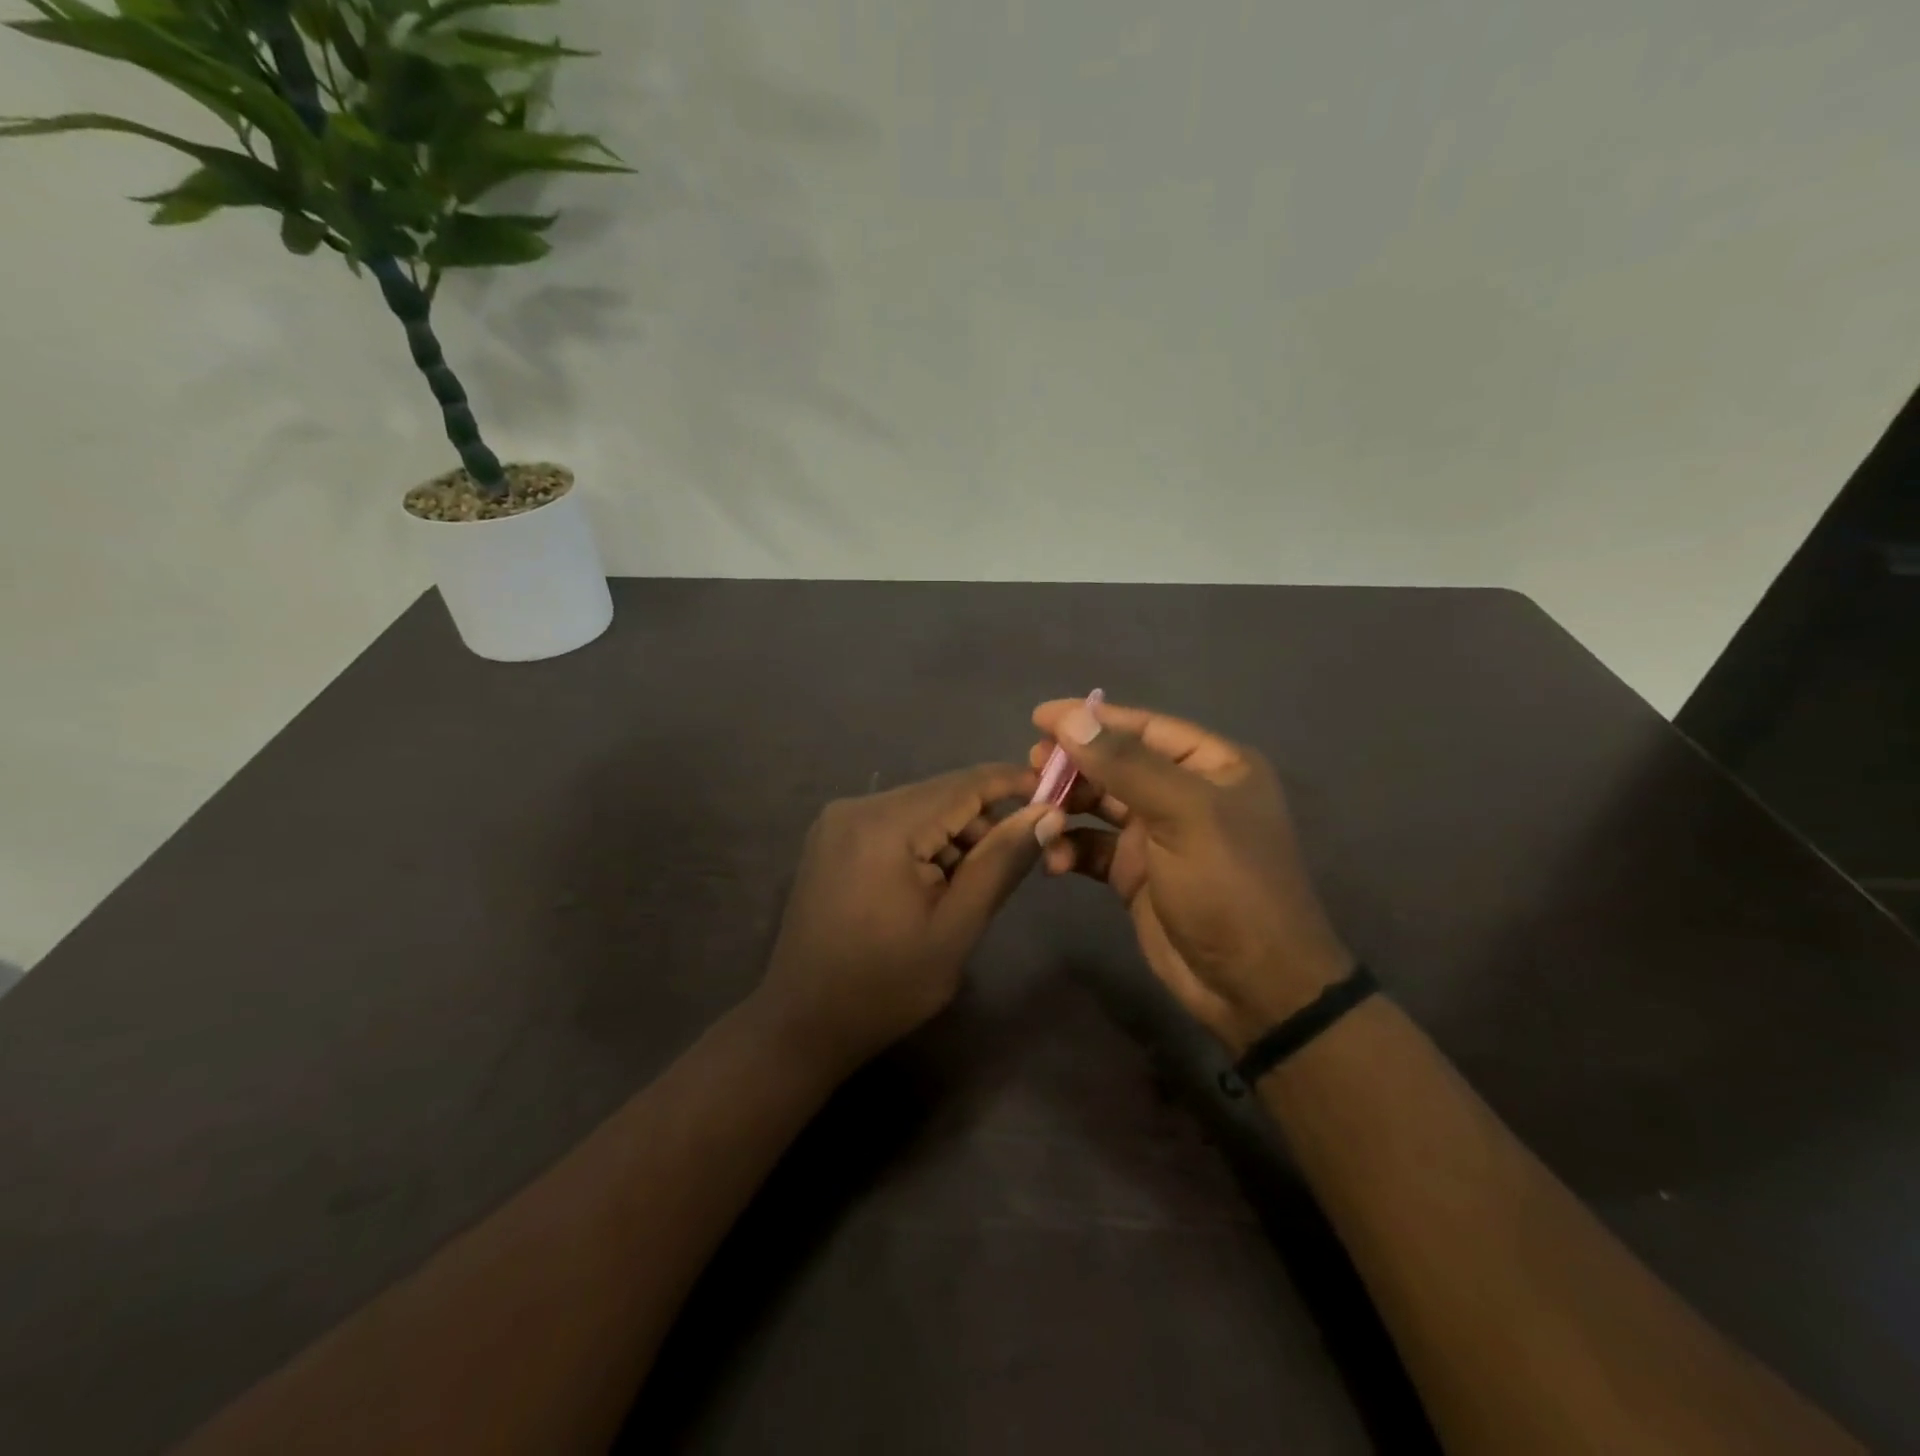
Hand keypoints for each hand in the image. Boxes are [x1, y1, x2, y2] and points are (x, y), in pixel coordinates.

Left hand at [756, 764, 1050, 1077]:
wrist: (802, 1023)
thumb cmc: (886, 985)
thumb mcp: (956, 927)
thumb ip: (1002, 862)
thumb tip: (1048, 813)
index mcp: (885, 825)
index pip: (965, 784)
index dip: (1014, 783)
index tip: (1057, 795)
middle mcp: (856, 806)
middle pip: (940, 795)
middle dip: (981, 824)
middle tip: (1010, 868)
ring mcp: (837, 821)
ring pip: (919, 809)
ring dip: (952, 838)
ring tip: (962, 892)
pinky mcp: (831, 839)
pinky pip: (893, 824)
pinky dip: (922, 845)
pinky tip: (930, 887)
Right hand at [1029, 699, 1352, 1052]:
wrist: (1252, 986)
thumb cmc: (1229, 887)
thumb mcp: (1184, 815)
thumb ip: (1127, 765)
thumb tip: (1073, 718)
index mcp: (1212, 766)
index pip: (1144, 727)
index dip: (1091, 718)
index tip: (1039, 717)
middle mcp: (1184, 793)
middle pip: (1116, 763)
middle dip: (1074, 765)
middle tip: (1032, 768)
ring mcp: (1158, 834)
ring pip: (1099, 803)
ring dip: (1066, 806)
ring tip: (1036, 812)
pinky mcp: (1135, 872)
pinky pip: (1093, 846)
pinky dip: (1070, 847)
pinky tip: (1054, 860)